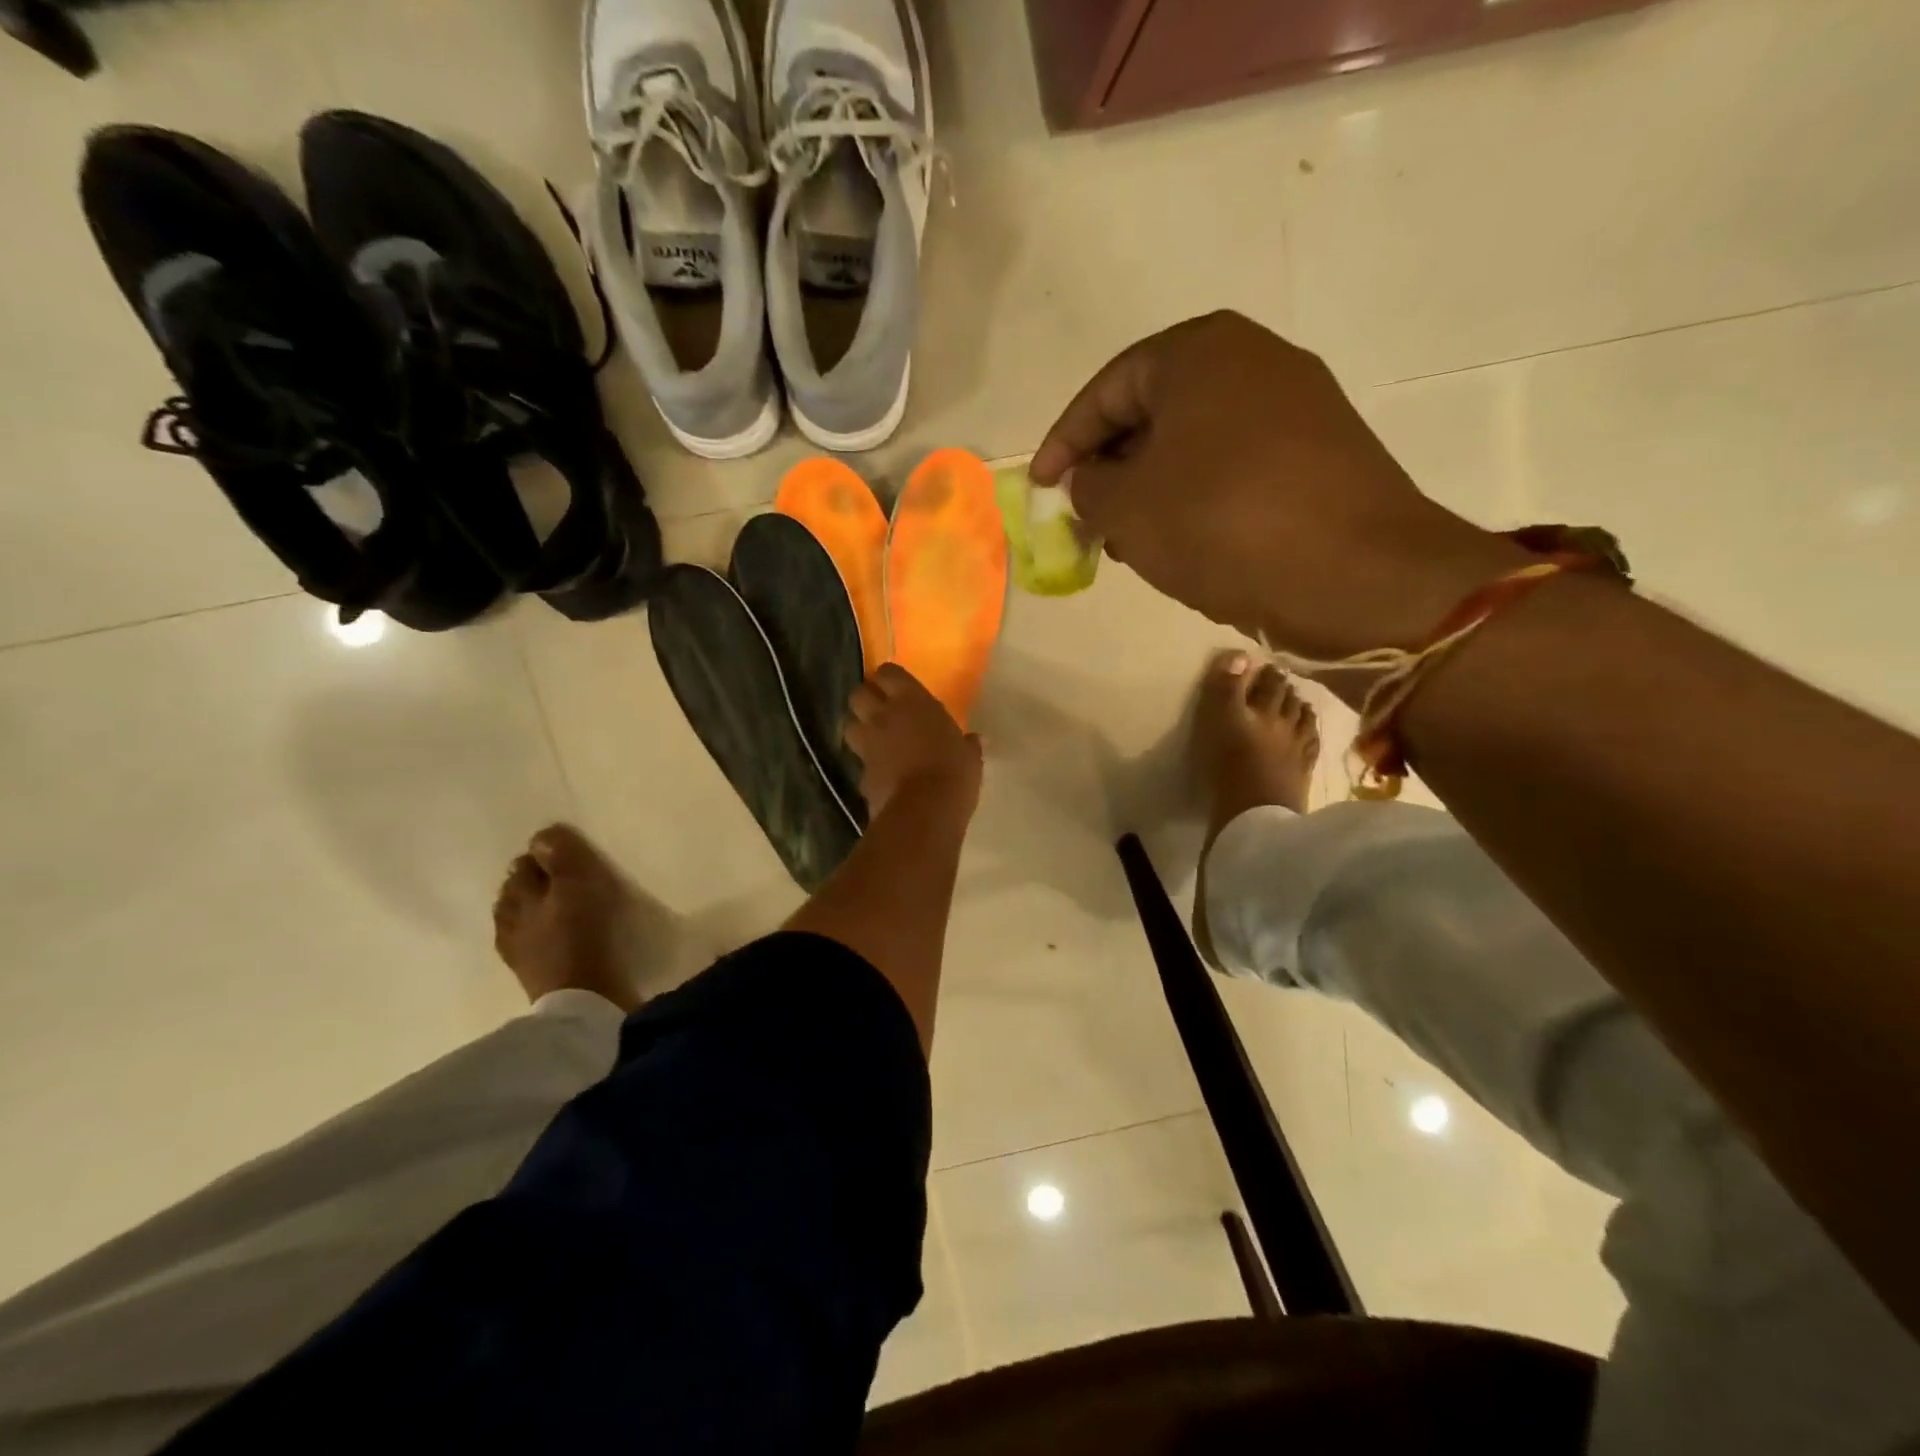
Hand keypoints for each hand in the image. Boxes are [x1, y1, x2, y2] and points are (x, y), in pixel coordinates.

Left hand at [846, 664, 983, 820]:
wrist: (923, 811)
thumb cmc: (953, 772)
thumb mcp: (969, 757)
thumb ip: (968, 745)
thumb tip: (975, 740)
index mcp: (912, 701)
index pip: (888, 672)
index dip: (889, 678)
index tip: (898, 687)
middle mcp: (883, 716)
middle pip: (858, 694)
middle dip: (866, 699)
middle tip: (881, 710)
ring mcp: (868, 745)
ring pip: (849, 725)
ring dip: (859, 729)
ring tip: (875, 739)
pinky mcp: (860, 773)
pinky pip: (858, 761)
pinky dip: (867, 764)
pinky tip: (881, 772)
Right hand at [1032, 311, 1526, 657]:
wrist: (1357, 575)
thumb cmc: (1222, 524)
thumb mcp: (1127, 507)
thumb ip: (1088, 486)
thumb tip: (1091, 479)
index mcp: (1201, 352)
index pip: (1108, 389)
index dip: (1065, 441)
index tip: (1042, 487)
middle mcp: (1255, 361)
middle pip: (1155, 412)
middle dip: (1111, 467)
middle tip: (1085, 516)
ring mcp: (1298, 406)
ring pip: (1196, 444)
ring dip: (1152, 489)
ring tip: (1127, 540)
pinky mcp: (1322, 455)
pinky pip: (1234, 467)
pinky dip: (1196, 499)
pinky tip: (1182, 544)